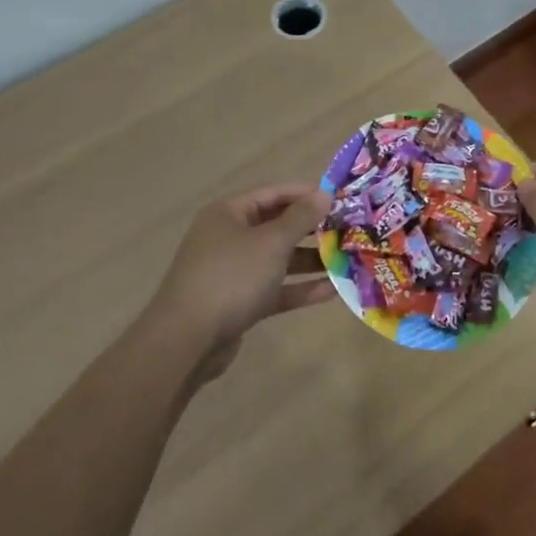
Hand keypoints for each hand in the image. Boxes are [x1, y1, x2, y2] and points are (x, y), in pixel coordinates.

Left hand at [152, 184, 335, 378]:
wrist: (187, 341)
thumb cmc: (231, 277)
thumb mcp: (271, 242)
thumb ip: (301, 218)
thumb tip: (324, 194)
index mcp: (230, 213)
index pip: (274, 193)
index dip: (307, 194)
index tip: (340, 198)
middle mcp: (229, 237)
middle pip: (277, 226)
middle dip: (313, 229)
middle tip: (349, 230)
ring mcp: (233, 271)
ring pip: (278, 259)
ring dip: (310, 260)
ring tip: (346, 260)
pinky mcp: (239, 302)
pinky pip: (274, 288)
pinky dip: (299, 288)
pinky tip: (332, 290)